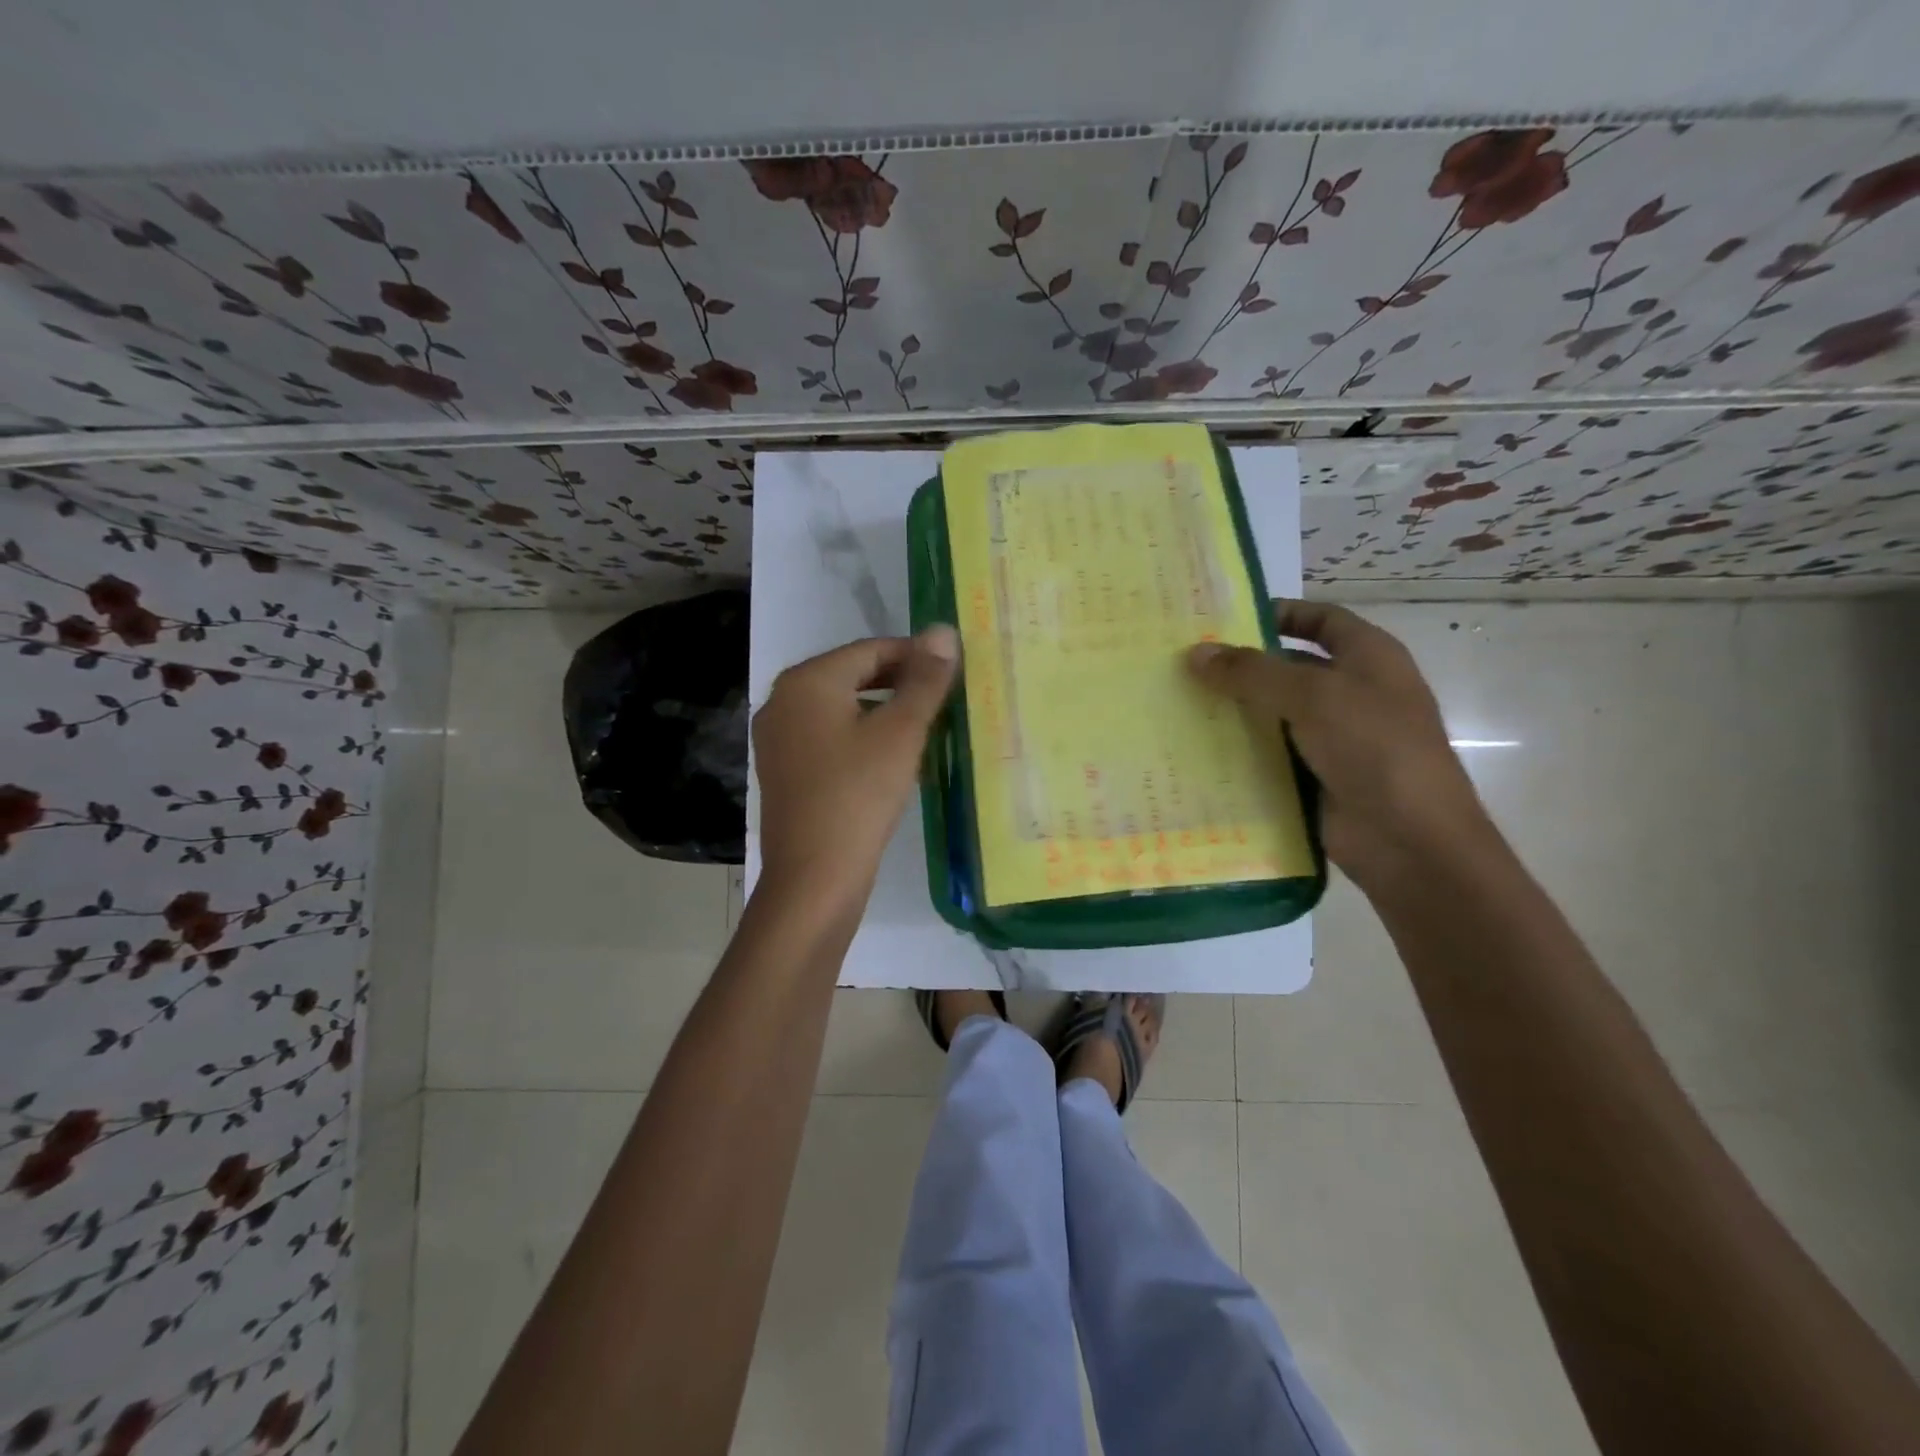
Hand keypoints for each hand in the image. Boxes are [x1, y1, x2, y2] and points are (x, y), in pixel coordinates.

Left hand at [753, 627, 958, 909]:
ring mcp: (778, 738)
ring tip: (926, 728)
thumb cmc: (859, 795)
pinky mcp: (784, 771)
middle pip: (853, 675)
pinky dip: (862, 737)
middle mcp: (783, 700)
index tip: (955, 673)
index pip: (871, 649)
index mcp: (807, 681)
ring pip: (842, 708)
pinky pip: (829, 737)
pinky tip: (891, 759)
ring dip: (884, 712)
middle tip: (945, 701)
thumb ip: (924, 680)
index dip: (917, 656)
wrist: (814, 879)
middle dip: (901, 684)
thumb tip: (943, 630)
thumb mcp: (901, 733)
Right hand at [1187, 601, 1492, 890]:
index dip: (1280, 614)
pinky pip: (1269, 756)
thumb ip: (1252, 672)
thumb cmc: (1373, 748)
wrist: (1409, 840)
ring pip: (1274, 715)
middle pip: (1290, 668)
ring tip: (1179, 704)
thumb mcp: (1313, 696)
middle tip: (1186, 665)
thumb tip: (1195, 652)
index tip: (1224, 621)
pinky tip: (1196, 749)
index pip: (1321, 620)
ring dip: (1233, 711)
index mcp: (1369, 659)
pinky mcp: (1314, 777)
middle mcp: (1352, 693)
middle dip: (1242, 666)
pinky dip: (1238, 751)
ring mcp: (1333, 739)